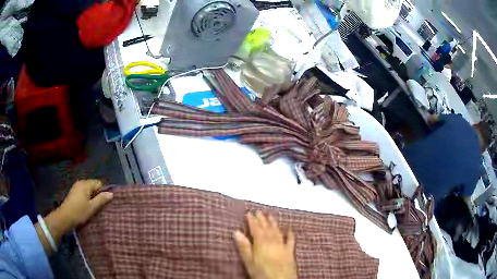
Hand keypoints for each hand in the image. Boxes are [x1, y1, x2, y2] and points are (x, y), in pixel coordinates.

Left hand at [58, 179, 112, 228]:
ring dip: (91, 196)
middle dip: (97, 194)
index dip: (103, 192)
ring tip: (93, 207)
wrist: (65, 217)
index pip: (99, 183)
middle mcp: (81, 182)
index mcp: (86, 184)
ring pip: (88, 189)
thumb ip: (101, 199)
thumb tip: (111, 193)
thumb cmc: (80, 212)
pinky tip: (86, 206)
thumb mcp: (92, 207)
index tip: (103, 202)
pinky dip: (86, 197)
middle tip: (98, 206)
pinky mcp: (73, 192)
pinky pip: (83, 191)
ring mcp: (76, 186)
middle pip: (93, 185)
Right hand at [234, 211, 297, 278]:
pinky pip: (290, 240)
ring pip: (277, 231)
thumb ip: (244, 246)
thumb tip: (236, 232)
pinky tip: (289, 229)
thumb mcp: (248, 261)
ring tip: (270, 215)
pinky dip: (290, 233)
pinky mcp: (290, 252)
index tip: (249, 213)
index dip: (252, 220)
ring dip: (273, 223)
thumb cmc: (261, 272)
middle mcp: (273, 241)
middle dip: (262, 219)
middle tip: (259, 211)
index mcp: (261, 243)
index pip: (256, 229)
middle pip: (267, 228)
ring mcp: (283, 246)